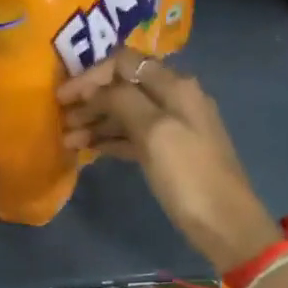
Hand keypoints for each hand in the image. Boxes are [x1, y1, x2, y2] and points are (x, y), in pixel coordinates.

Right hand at [58, 52, 281, 273]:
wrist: (226, 224)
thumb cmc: (189, 176)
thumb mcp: (155, 132)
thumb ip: (123, 101)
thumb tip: (96, 87)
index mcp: (175, 86)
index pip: (126, 63)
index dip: (92, 75)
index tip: (63, 96)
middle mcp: (175, 98)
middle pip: (125, 87)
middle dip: (91, 99)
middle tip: (62, 119)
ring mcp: (174, 127)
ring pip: (127, 113)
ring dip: (97, 121)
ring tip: (68, 139)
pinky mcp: (170, 153)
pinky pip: (134, 136)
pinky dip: (110, 139)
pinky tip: (88, 150)